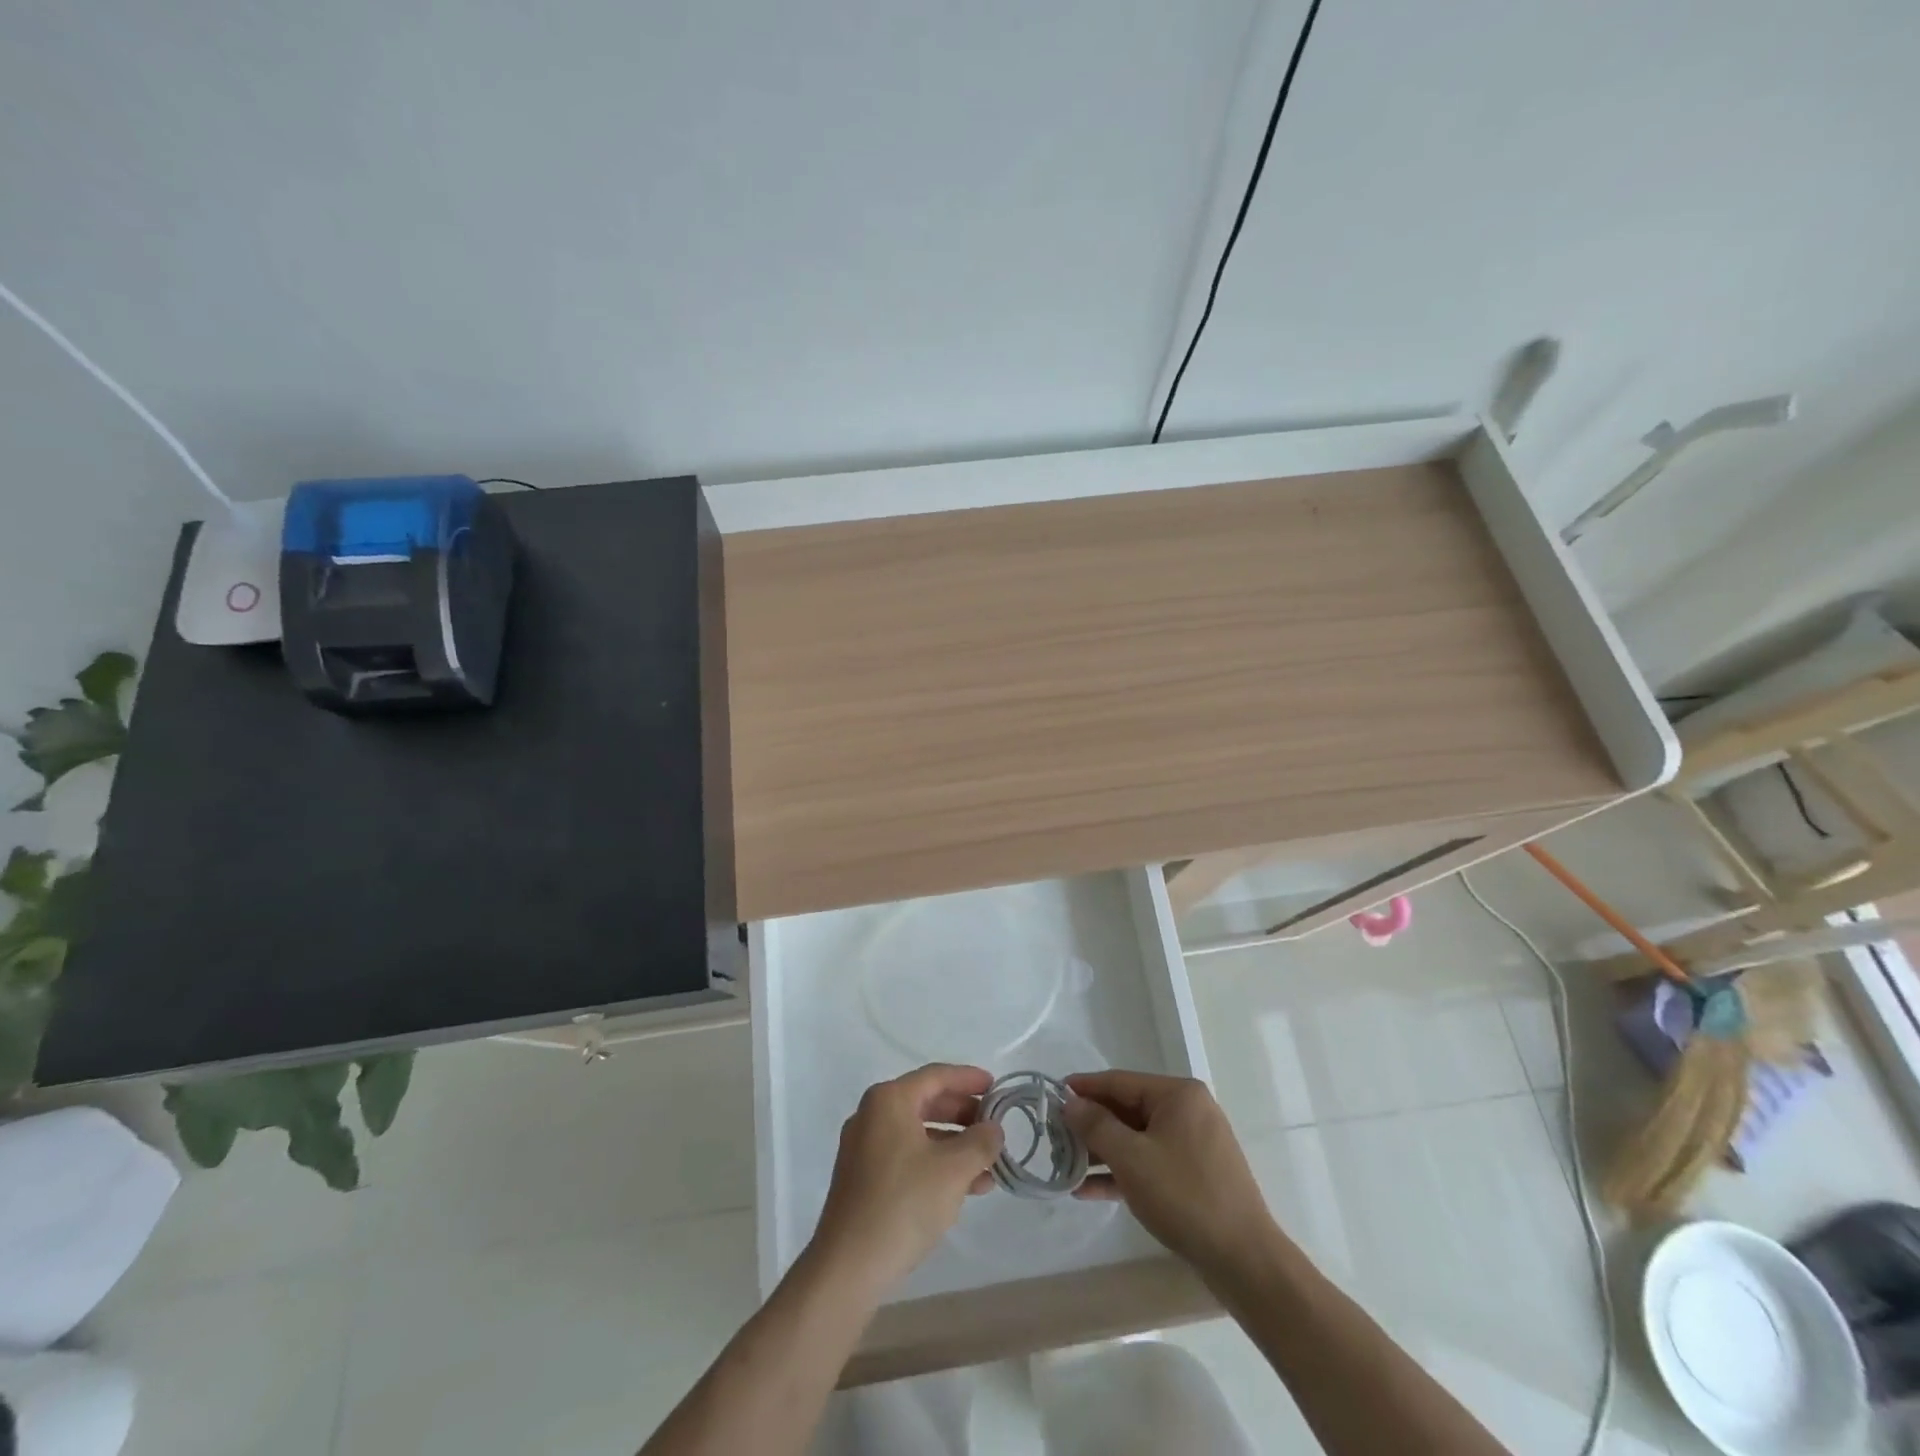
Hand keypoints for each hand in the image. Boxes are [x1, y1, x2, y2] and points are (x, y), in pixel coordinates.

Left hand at [807, 1064, 1004, 1295]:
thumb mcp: (953, 1170)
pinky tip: (965, 1188)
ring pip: (919, 1133)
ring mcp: (864, 1148)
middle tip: (994, 1126)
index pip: (936, 1076)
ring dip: (954, 1145)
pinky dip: (935, 1164)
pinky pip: (907, 1156)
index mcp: (889, 1100)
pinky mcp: (863, 1179)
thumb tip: (994, 1129)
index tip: (996, 1087)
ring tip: (989, 1166)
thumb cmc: (904, 1203)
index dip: (969, 1079)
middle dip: (964, 1115)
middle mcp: (872, 1115)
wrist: (849, 1267)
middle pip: (926, 1102)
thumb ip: (980, 1142)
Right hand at [1064, 1070, 1274, 1277]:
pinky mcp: (1195, 1175)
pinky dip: (1123, 1172)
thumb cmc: (1184, 1197)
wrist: (1244, 1261)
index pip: (1119, 1081)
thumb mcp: (1132, 1158)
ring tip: (1065, 1164)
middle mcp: (1188, 1111)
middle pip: (1128, 1109)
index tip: (1051, 1095)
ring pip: (1137, 1138)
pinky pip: (1150, 1162)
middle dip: (1091, 1124)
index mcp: (1178, 1095)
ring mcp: (1194, 1144)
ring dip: (1102, 1151)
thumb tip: (1070, 1102)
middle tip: (1054, 1135)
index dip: (1083, 1088)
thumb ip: (1096, 1125)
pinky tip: (1090, 1190)